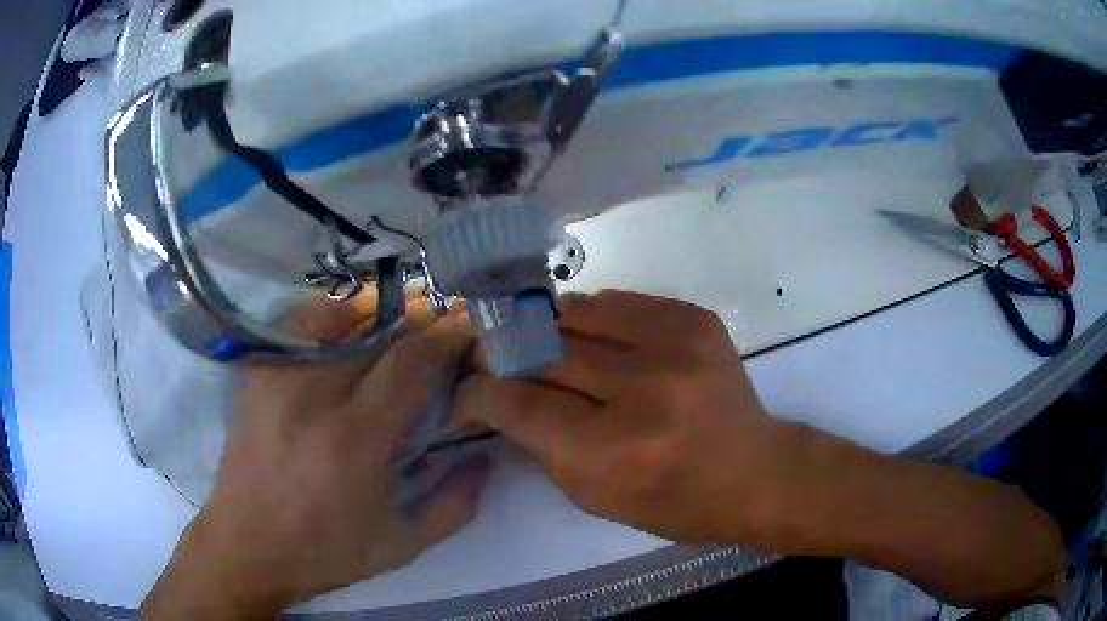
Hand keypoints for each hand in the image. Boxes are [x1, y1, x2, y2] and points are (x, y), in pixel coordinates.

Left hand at [142, 296, 490, 618]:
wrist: (246, 546)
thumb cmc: (325, 552)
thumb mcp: (403, 544)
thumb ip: (456, 502)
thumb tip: (483, 454)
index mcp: (354, 439)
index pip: (410, 361)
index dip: (446, 337)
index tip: (468, 330)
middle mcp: (312, 393)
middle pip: (376, 328)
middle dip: (419, 318)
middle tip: (441, 325)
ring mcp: (277, 376)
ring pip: (334, 312)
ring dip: (375, 311)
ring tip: (396, 325)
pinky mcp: (256, 374)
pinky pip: (299, 324)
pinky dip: (332, 318)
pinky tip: (347, 337)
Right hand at [457, 290, 779, 542]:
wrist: (753, 471)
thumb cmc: (672, 502)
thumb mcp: (593, 497)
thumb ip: (540, 444)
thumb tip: (500, 396)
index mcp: (613, 452)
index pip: (518, 403)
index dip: (479, 393)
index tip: (466, 390)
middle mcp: (643, 390)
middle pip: (542, 350)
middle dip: (502, 352)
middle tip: (490, 357)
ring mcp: (675, 345)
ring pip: (576, 312)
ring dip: (544, 327)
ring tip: (537, 341)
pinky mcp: (694, 319)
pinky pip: (617, 301)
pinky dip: (590, 316)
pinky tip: (589, 335)